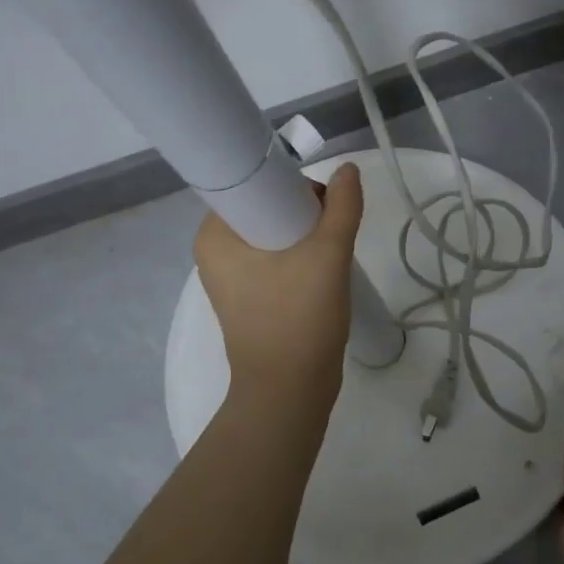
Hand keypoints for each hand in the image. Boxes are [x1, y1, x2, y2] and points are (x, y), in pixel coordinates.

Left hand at [195, 163, 363, 406]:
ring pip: (276, 233)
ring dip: (307, 235)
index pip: (251, 183)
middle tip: (329, 232)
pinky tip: (323, 271)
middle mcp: (216, 251)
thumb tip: (348, 170)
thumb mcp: (327, 256)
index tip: (319, 202)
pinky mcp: (251, 296)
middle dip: (303, 212)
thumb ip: (341, 207)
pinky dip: (302, 256)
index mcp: (215, 235)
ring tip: (330, 254)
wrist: (291, 393)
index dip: (289, 183)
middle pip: (267, 207)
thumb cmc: (298, 320)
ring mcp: (233, 276)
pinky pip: (277, 258)